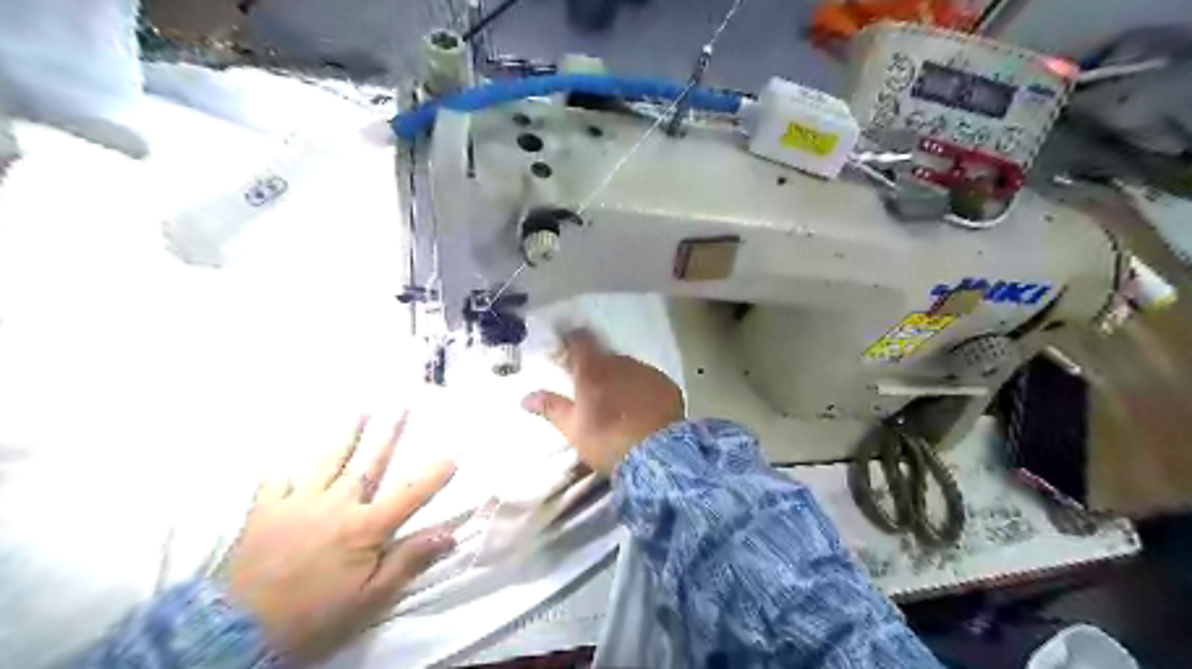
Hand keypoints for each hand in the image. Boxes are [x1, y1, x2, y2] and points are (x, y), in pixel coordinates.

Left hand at [229, 412, 456, 664]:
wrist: (236, 633)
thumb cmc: (314, 616)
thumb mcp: (370, 599)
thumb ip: (408, 561)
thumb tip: (449, 533)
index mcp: (365, 527)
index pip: (409, 494)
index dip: (434, 473)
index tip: (454, 451)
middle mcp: (336, 504)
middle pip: (369, 462)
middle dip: (389, 431)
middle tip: (401, 403)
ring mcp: (299, 502)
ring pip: (327, 459)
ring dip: (345, 433)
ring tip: (358, 409)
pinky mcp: (265, 510)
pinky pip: (277, 478)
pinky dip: (284, 463)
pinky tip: (288, 449)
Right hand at [524, 330, 685, 475]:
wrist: (657, 455)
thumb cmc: (607, 441)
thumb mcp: (573, 429)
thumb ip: (551, 408)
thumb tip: (525, 397)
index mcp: (592, 370)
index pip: (580, 341)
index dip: (572, 340)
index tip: (566, 346)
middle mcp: (620, 363)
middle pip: (605, 356)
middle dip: (597, 366)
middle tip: (592, 386)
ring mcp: (646, 372)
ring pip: (628, 368)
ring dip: (621, 378)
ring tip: (619, 401)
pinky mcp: (667, 385)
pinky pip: (649, 381)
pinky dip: (642, 389)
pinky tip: (643, 408)